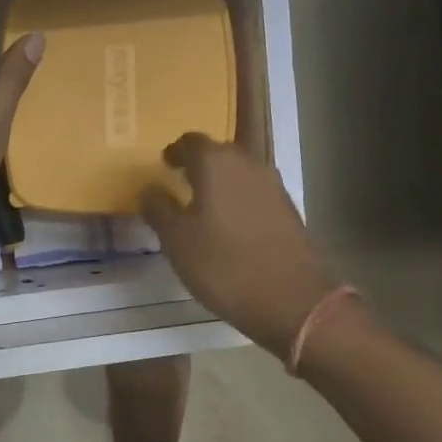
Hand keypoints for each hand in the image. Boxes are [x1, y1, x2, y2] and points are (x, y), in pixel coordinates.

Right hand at [141, 135, 341, 359]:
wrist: (292, 299)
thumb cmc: (224, 265)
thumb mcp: (177, 241)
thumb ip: (159, 209)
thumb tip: (149, 190)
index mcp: (216, 163)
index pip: (190, 141)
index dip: (175, 152)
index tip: (164, 165)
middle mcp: (248, 164)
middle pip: (218, 153)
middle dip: (199, 165)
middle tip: (181, 184)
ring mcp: (273, 186)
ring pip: (239, 174)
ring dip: (221, 184)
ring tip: (203, 208)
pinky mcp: (289, 210)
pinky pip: (255, 194)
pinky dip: (239, 201)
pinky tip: (230, 227)